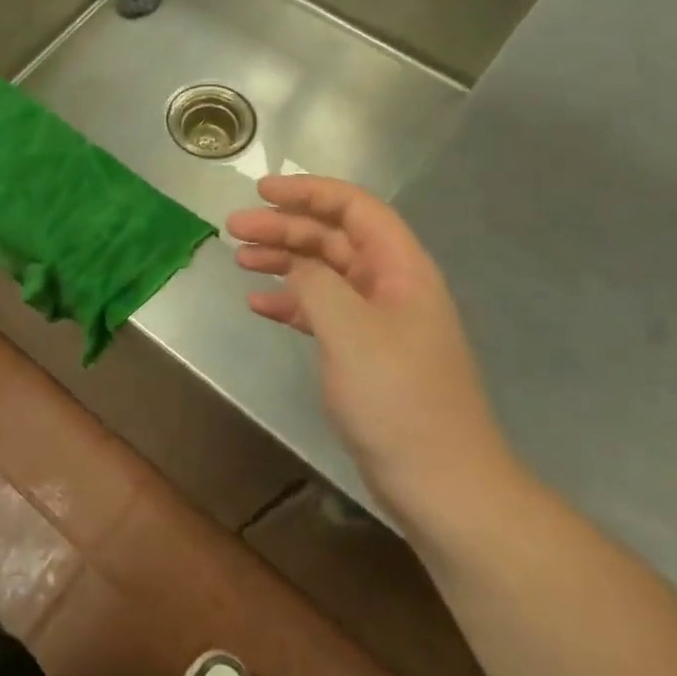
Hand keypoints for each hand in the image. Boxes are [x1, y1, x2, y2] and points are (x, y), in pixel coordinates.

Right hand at [227, 176, 512, 527]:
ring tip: (240, 260)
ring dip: (283, 261)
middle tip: (234, 229)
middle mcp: (390, 285)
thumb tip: (294, 263)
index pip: (354, 208)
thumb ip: (315, 283)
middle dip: (284, 227)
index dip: (308, 192)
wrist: (442, 483)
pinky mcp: (364, 352)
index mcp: (400, 268)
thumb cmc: (398, 400)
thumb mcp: (350, 331)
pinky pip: (321, 310)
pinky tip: (259, 305)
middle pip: (333, 237)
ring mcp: (378, 320)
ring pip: (323, 272)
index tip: (262, 191)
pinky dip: (290, 302)